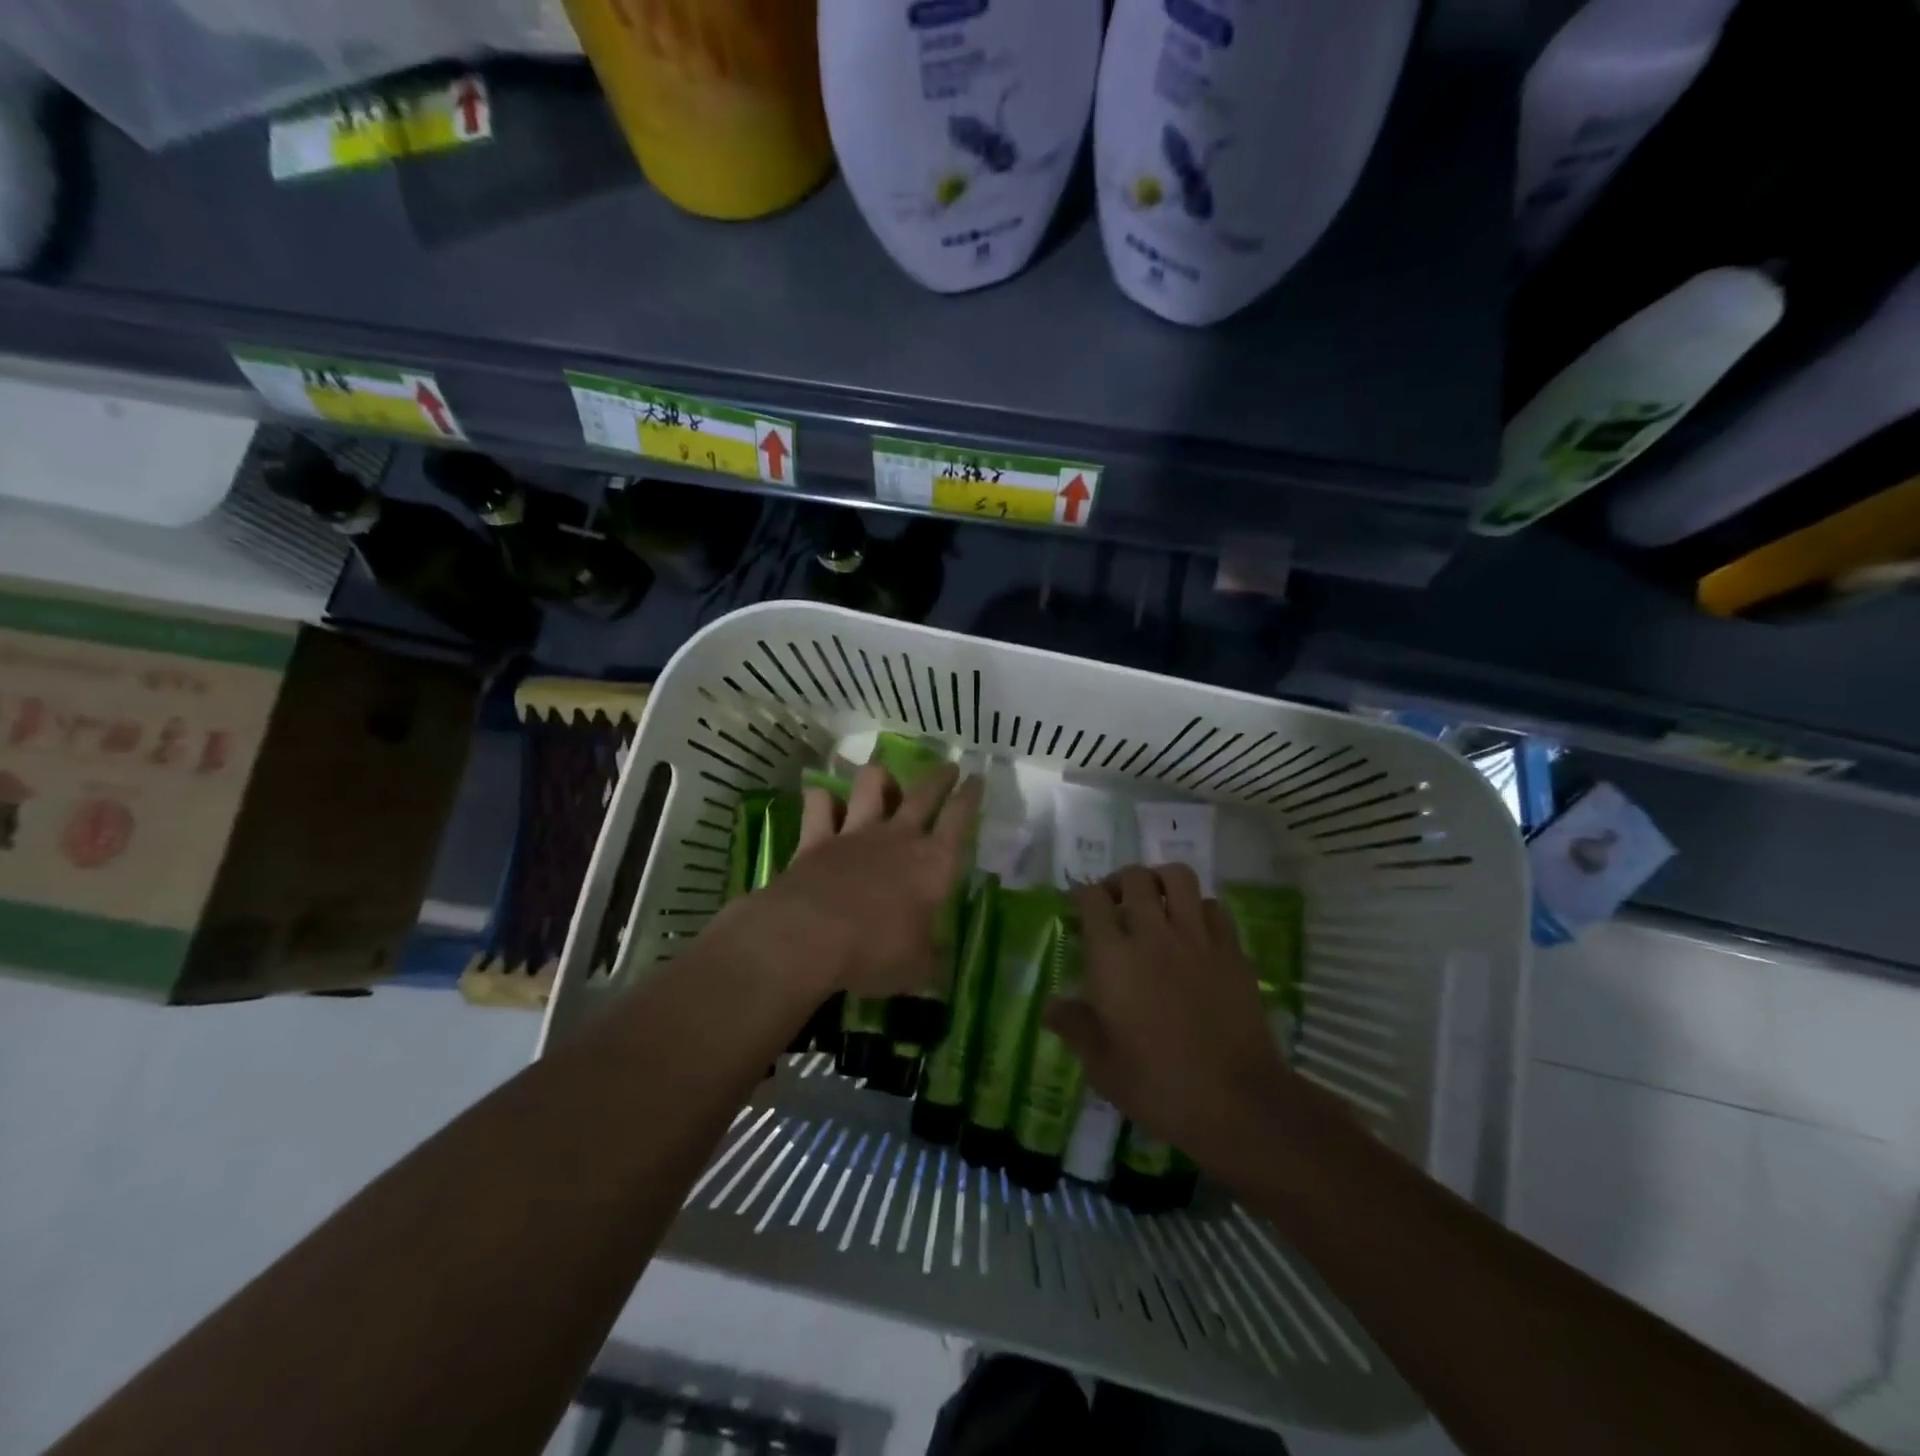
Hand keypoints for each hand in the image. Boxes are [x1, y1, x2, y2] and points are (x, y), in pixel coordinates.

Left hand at [704, 762, 981, 1002]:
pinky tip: (825, 801)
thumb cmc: (876, 951)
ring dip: (880, 777)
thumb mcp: (918, 969)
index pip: (960, 818)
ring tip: (883, 779)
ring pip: (872, 784)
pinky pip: (820, 804)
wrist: (811, 936)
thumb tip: (941, 964)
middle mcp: (899, 837)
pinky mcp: (817, 837)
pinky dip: (823, 799)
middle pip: (924, 793)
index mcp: (934, 863)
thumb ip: (932, 960)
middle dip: (940, 777)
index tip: (977, 778)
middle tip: (948, 767)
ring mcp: (856, 832)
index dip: (971, 796)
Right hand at [1048, 865, 1295, 1166]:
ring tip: (1155, 901)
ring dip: (1161, 881)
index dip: (1081, 894)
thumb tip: (1051, 1007)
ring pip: (1179, 878)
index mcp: (1113, 959)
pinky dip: (1199, 908)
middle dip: (1119, 881)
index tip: (1077, 904)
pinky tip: (1193, 929)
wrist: (1236, 1103)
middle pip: (1135, 878)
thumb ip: (1075, 1027)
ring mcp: (1198, 939)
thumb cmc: (1158, 1087)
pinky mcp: (1233, 952)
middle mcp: (1153, 935)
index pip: (1092, 900)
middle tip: (1114, 902)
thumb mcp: (1102, 1066)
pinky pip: (1215, 908)